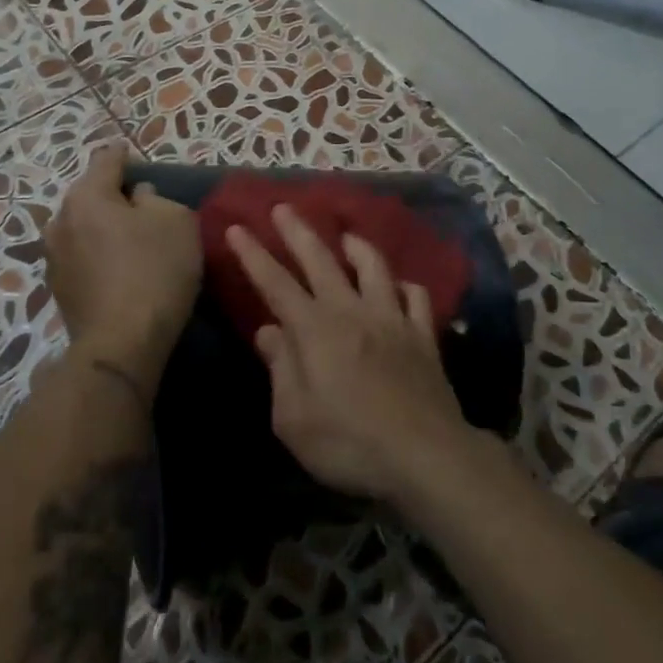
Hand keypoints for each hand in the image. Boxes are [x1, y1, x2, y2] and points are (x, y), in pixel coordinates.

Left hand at [43, 149, 201, 391]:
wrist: (122, 344)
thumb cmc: (154, 271)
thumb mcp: (176, 221)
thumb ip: (157, 198)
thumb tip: (138, 198)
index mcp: (86, 196)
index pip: (106, 160)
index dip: (124, 154)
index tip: (132, 153)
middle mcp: (60, 220)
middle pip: (90, 195)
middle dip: (113, 194)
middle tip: (141, 201)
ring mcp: (53, 257)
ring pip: (83, 227)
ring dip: (103, 226)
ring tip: (129, 235)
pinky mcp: (58, 289)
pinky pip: (82, 256)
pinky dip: (98, 253)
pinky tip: (118, 266)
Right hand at [227, 205, 481, 506]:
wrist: (424, 455)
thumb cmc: (349, 443)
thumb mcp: (293, 419)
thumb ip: (280, 369)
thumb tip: (268, 331)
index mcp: (315, 330)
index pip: (275, 283)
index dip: (254, 254)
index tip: (237, 227)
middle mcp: (352, 312)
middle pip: (321, 260)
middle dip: (298, 232)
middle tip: (283, 207)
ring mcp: (392, 319)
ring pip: (373, 267)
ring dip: (356, 246)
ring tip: (346, 236)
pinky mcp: (422, 335)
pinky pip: (416, 297)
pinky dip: (405, 286)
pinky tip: (400, 286)